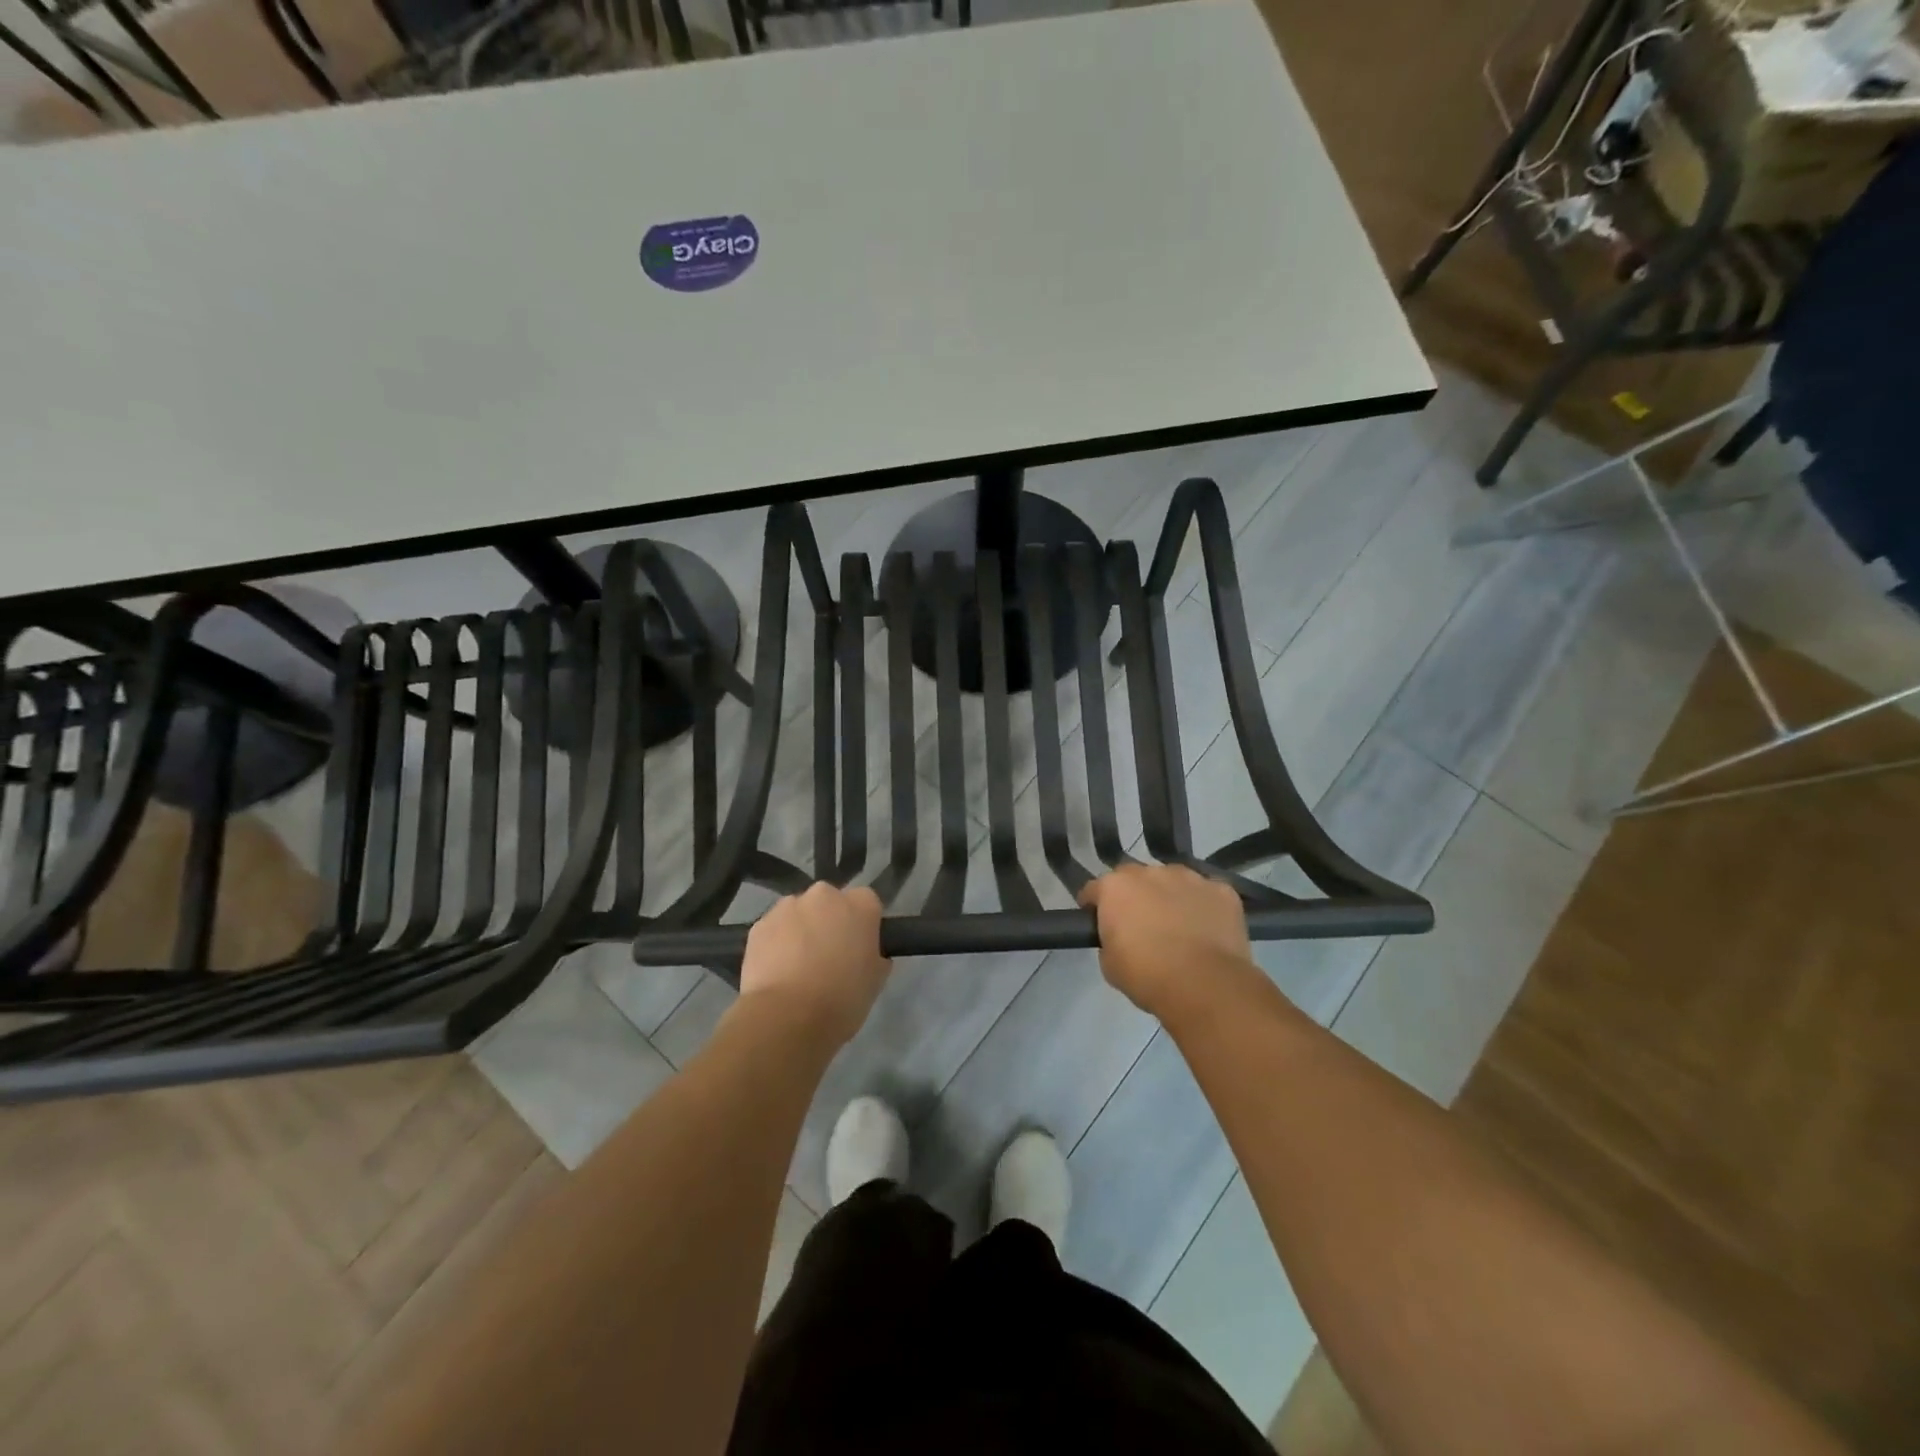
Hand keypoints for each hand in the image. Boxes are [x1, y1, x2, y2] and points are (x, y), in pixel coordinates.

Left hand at [738, 883, 890, 1049]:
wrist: (787, 1018)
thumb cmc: (842, 999)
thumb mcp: (875, 981)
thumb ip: (874, 957)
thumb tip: (867, 954)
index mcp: (861, 904)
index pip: (867, 902)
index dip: (863, 925)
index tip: (859, 948)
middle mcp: (824, 895)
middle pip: (830, 902)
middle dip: (829, 921)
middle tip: (828, 956)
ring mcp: (788, 906)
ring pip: (798, 913)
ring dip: (801, 930)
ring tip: (797, 967)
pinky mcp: (759, 925)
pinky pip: (774, 930)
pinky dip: (776, 943)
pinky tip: (776, 972)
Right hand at [1078, 865, 1253, 1017]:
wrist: (1205, 986)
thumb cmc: (1147, 976)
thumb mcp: (1109, 964)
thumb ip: (1109, 939)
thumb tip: (1121, 936)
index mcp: (1116, 887)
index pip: (1095, 889)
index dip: (1094, 906)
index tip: (1098, 922)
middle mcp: (1151, 872)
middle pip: (1135, 879)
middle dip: (1134, 896)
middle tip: (1140, 925)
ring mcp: (1190, 877)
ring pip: (1173, 881)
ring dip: (1170, 896)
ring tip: (1179, 927)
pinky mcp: (1222, 890)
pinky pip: (1207, 893)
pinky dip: (1204, 906)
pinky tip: (1208, 930)